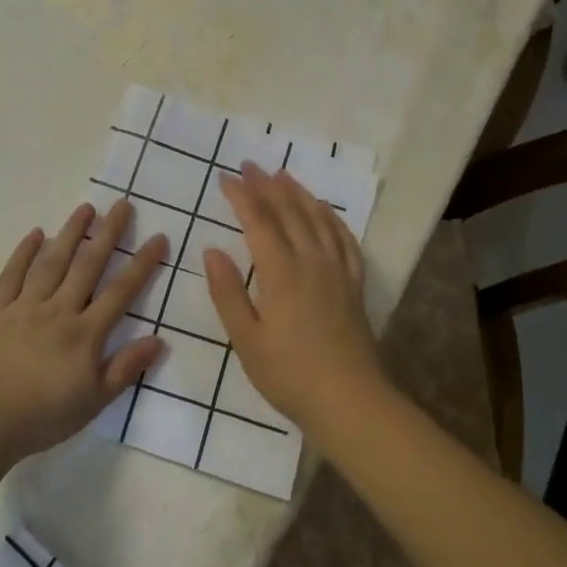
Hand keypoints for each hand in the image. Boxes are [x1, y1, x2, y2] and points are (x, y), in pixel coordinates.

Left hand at [0, 199, 166, 460]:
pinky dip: (24, 252)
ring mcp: (24, 307)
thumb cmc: (42, 417)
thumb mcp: (94, 402)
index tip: (158, 237)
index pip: (121, 291)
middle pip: (88, 265)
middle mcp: (58, 310)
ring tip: (85, 208)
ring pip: (52, 262)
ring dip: (70, 233)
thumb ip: (125, 368)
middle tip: (122, 203)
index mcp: (85, 334)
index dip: (142, 264)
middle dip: (108, 233)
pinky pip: (12, 275)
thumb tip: (158, 339)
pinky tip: (36, 234)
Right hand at [204, 164, 386, 430]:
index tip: (225, 178)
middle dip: (267, 186)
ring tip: (284, 175)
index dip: (242, 197)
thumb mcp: (246, 340)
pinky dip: (332, 218)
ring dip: (299, 194)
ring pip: (318, 219)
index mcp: (281, 274)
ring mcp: (337, 271)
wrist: (349, 400)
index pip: (259, 223)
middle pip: (289, 213)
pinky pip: (345, 239)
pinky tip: (325, 211)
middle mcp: (312, 262)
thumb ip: (228, 293)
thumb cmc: (289, 375)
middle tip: (250, 166)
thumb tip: (212, 251)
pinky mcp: (354, 284)